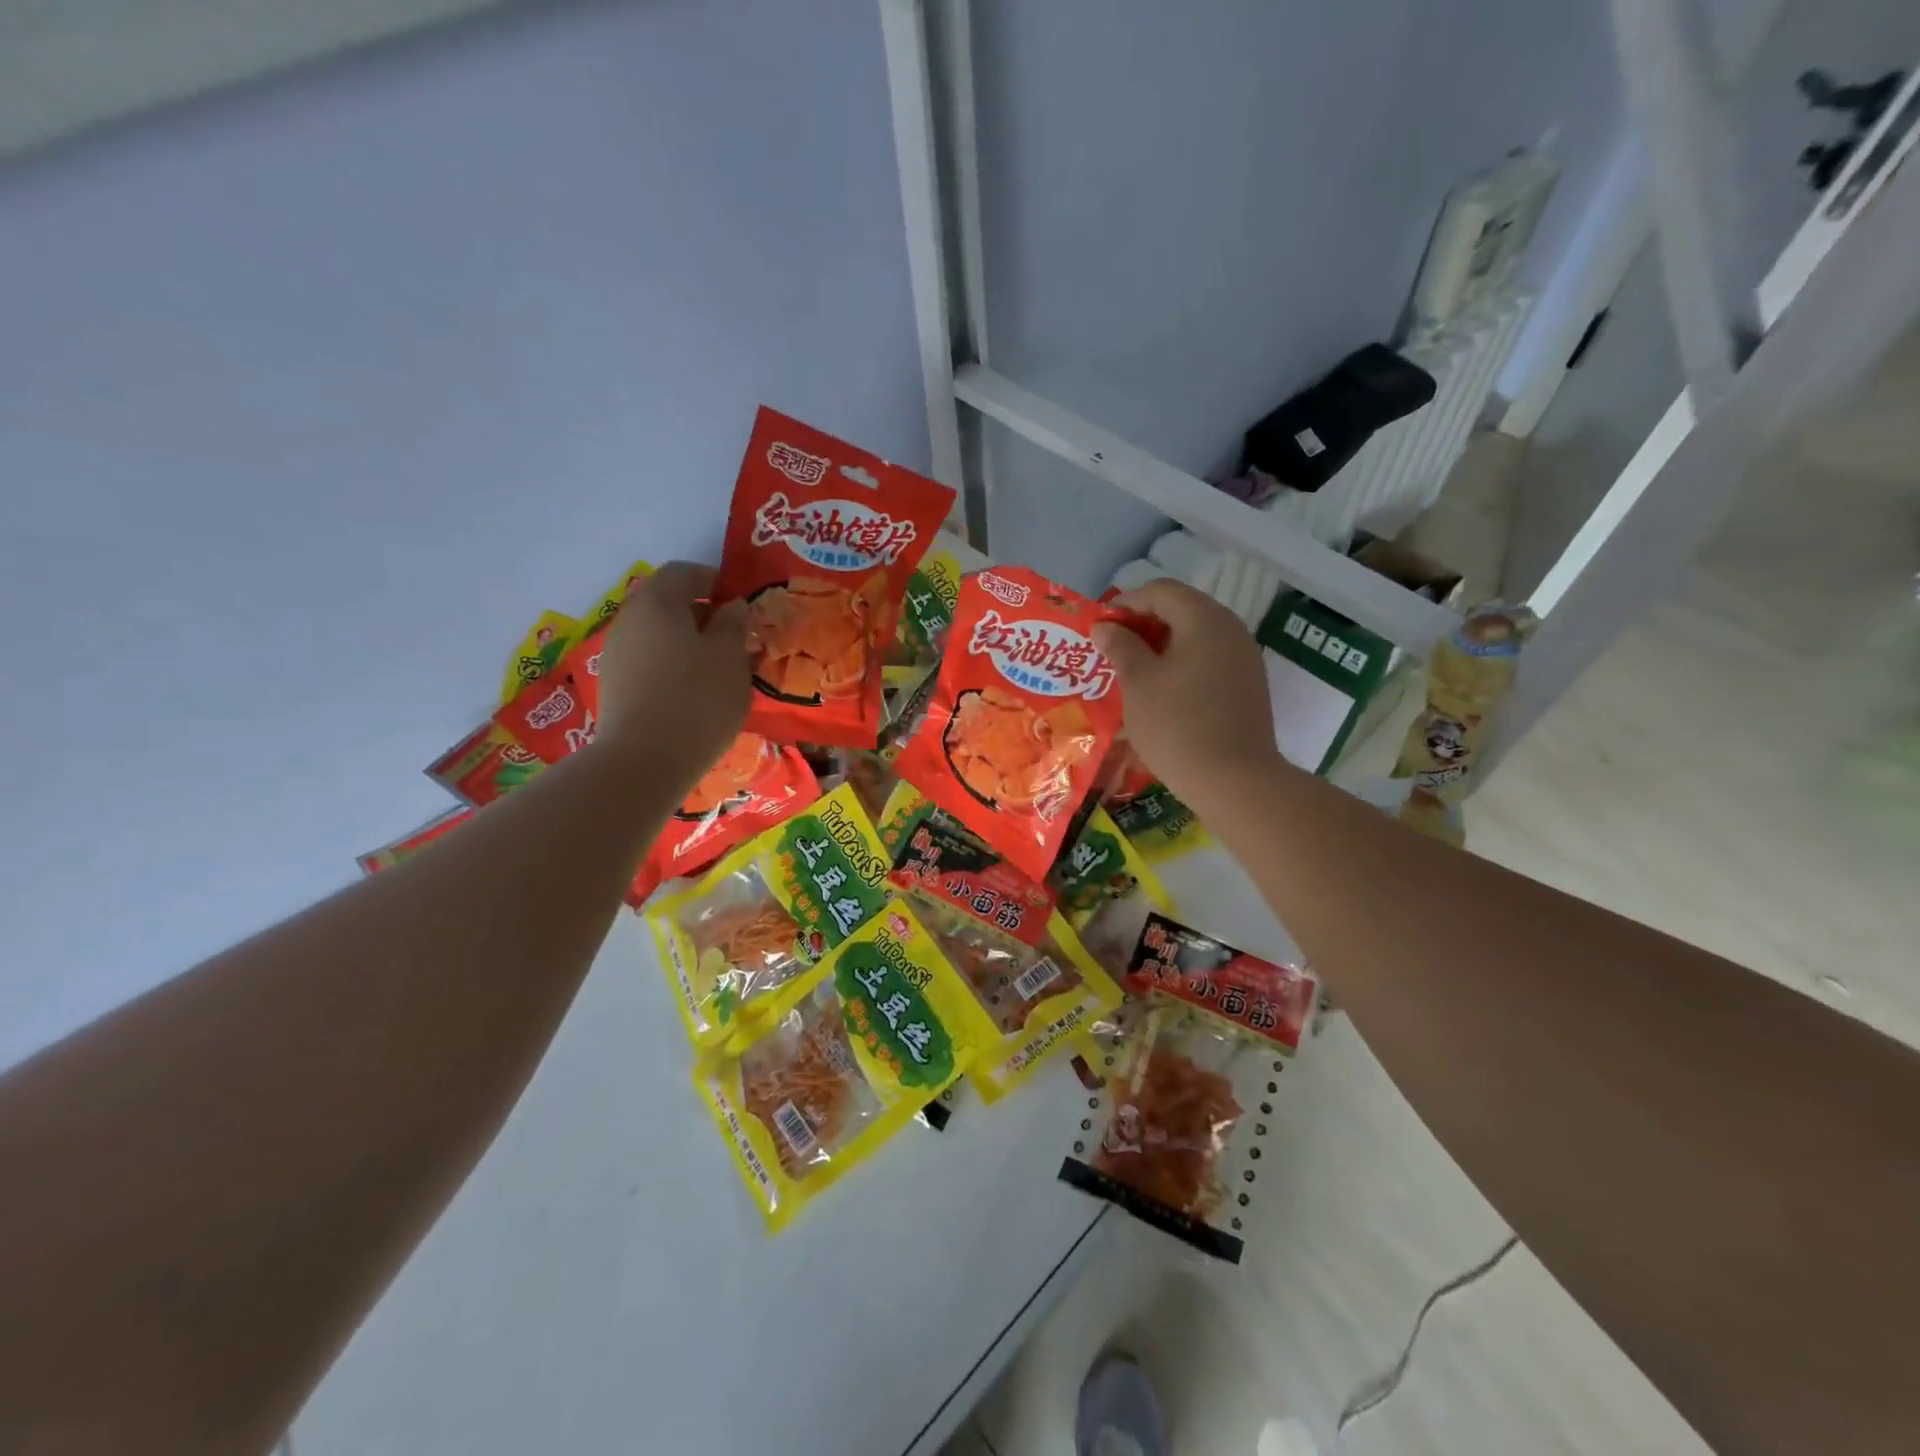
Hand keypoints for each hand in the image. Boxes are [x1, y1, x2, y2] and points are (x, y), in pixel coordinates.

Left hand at [593, 561, 750, 789]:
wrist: (644, 761)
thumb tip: (732, 606)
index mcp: (658, 601)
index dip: (715, 581)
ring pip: (658, 635)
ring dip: (688, 643)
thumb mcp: (731, 658)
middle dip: (703, 615)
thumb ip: (734, 625)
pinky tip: (693, 693)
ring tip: (719, 671)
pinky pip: (649, 661)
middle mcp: (630, 619)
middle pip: (667, 603)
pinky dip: (672, 666)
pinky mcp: (614, 685)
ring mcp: (616, 653)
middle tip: (735, 640)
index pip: (685, 572)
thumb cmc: (698, 699)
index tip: (741, 605)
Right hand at [1092, 579, 1280, 812]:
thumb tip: (1104, 627)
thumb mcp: (1139, 683)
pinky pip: (1209, 660)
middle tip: (1112, 651)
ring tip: (1132, 673)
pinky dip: (1182, 665)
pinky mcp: (1248, 686)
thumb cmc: (1178, 727)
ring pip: (1196, 636)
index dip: (1125, 604)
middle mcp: (1231, 629)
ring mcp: (1244, 659)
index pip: (1160, 591)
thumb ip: (1121, 647)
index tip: (1100, 630)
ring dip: (1161, 646)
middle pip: (1181, 609)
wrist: (1236, 782)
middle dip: (1143, 625)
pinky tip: (1162, 693)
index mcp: (1205, 620)